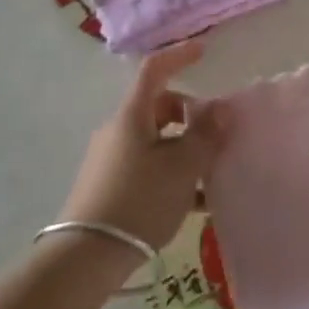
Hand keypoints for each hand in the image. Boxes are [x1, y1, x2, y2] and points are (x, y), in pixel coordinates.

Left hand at [57, 40, 217, 252]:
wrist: (86, 257)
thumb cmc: (139, 200)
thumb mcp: (181, 167)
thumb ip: (205, 136)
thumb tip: (222, 108)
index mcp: (132, 115)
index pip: (155, 70)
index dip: (179, 56)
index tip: (204, 51)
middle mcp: (119, 130)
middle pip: (160, 107)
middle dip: (191, 115)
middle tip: (218, 136)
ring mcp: (112, 158)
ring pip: (157, 140)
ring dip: (185, 148)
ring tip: (211, 175)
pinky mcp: (109, 185)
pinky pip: (148, 166)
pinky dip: (172, 172)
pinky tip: (193, 202)